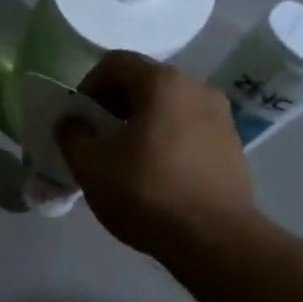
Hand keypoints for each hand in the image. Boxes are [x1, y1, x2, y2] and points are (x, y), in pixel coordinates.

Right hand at [57, 52, 261, 268]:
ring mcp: (221, 116)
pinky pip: (187, 129)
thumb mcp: (90, 165)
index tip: (79, 121)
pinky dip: (164, 140)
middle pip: (143, 83)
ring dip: (139, 124)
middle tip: (96, 140)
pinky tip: (154, 175)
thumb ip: (72, 135)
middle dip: (112, 106)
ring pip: (167, 107)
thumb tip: (71, 122)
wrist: (212, 238)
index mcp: (162, 83)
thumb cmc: (145, 192)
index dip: (87, 86)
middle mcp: (197, 88)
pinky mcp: (231, 145)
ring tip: (123, 160)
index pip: (115, 62)